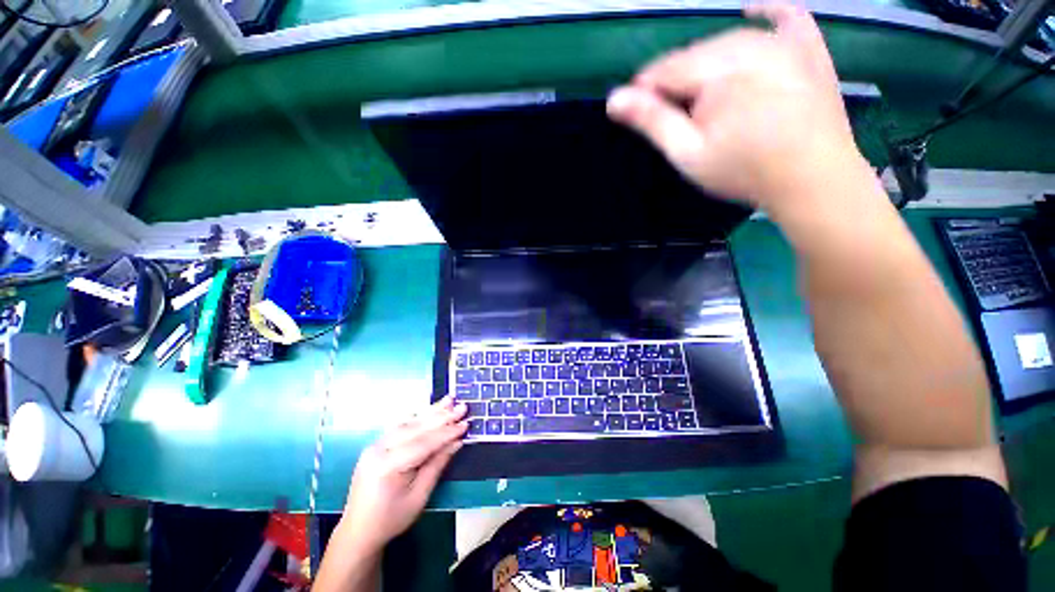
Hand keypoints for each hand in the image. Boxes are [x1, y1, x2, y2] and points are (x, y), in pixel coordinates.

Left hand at [339, 395, 467, 552]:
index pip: (424, 443)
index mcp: (388, 466)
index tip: (465, 423)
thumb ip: (437, 465)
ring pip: (408, 423)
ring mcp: (375, 445)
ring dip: (431, 412)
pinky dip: (418, 418)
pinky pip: (400, 426)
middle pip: (416, 428)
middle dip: (442, 416)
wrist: (358, 531)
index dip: (447, 433)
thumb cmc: (392, 518)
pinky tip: (430, 410)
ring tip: (449, 400)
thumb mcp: (419, 496)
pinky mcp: (376, 445)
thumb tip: (457, 442)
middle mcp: (379, 449)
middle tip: (462, 406)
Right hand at [607, 3, 866, 214]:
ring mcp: (784, 42)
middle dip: (675, 83)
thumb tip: (614, 99)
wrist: (813, 179)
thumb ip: (652, 121)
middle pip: (693, 55)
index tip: (637, 115)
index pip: (664, 70)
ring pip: (727, 42)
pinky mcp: (809, 49)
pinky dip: (768, 12)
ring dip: (707, 66)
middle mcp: (749, 44)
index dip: (645, 92)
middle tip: (675, 118)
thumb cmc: (743, 171)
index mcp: (717, 70)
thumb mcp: (688, 152)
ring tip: (703, 100)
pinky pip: (788, 16)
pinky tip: (752, 11)